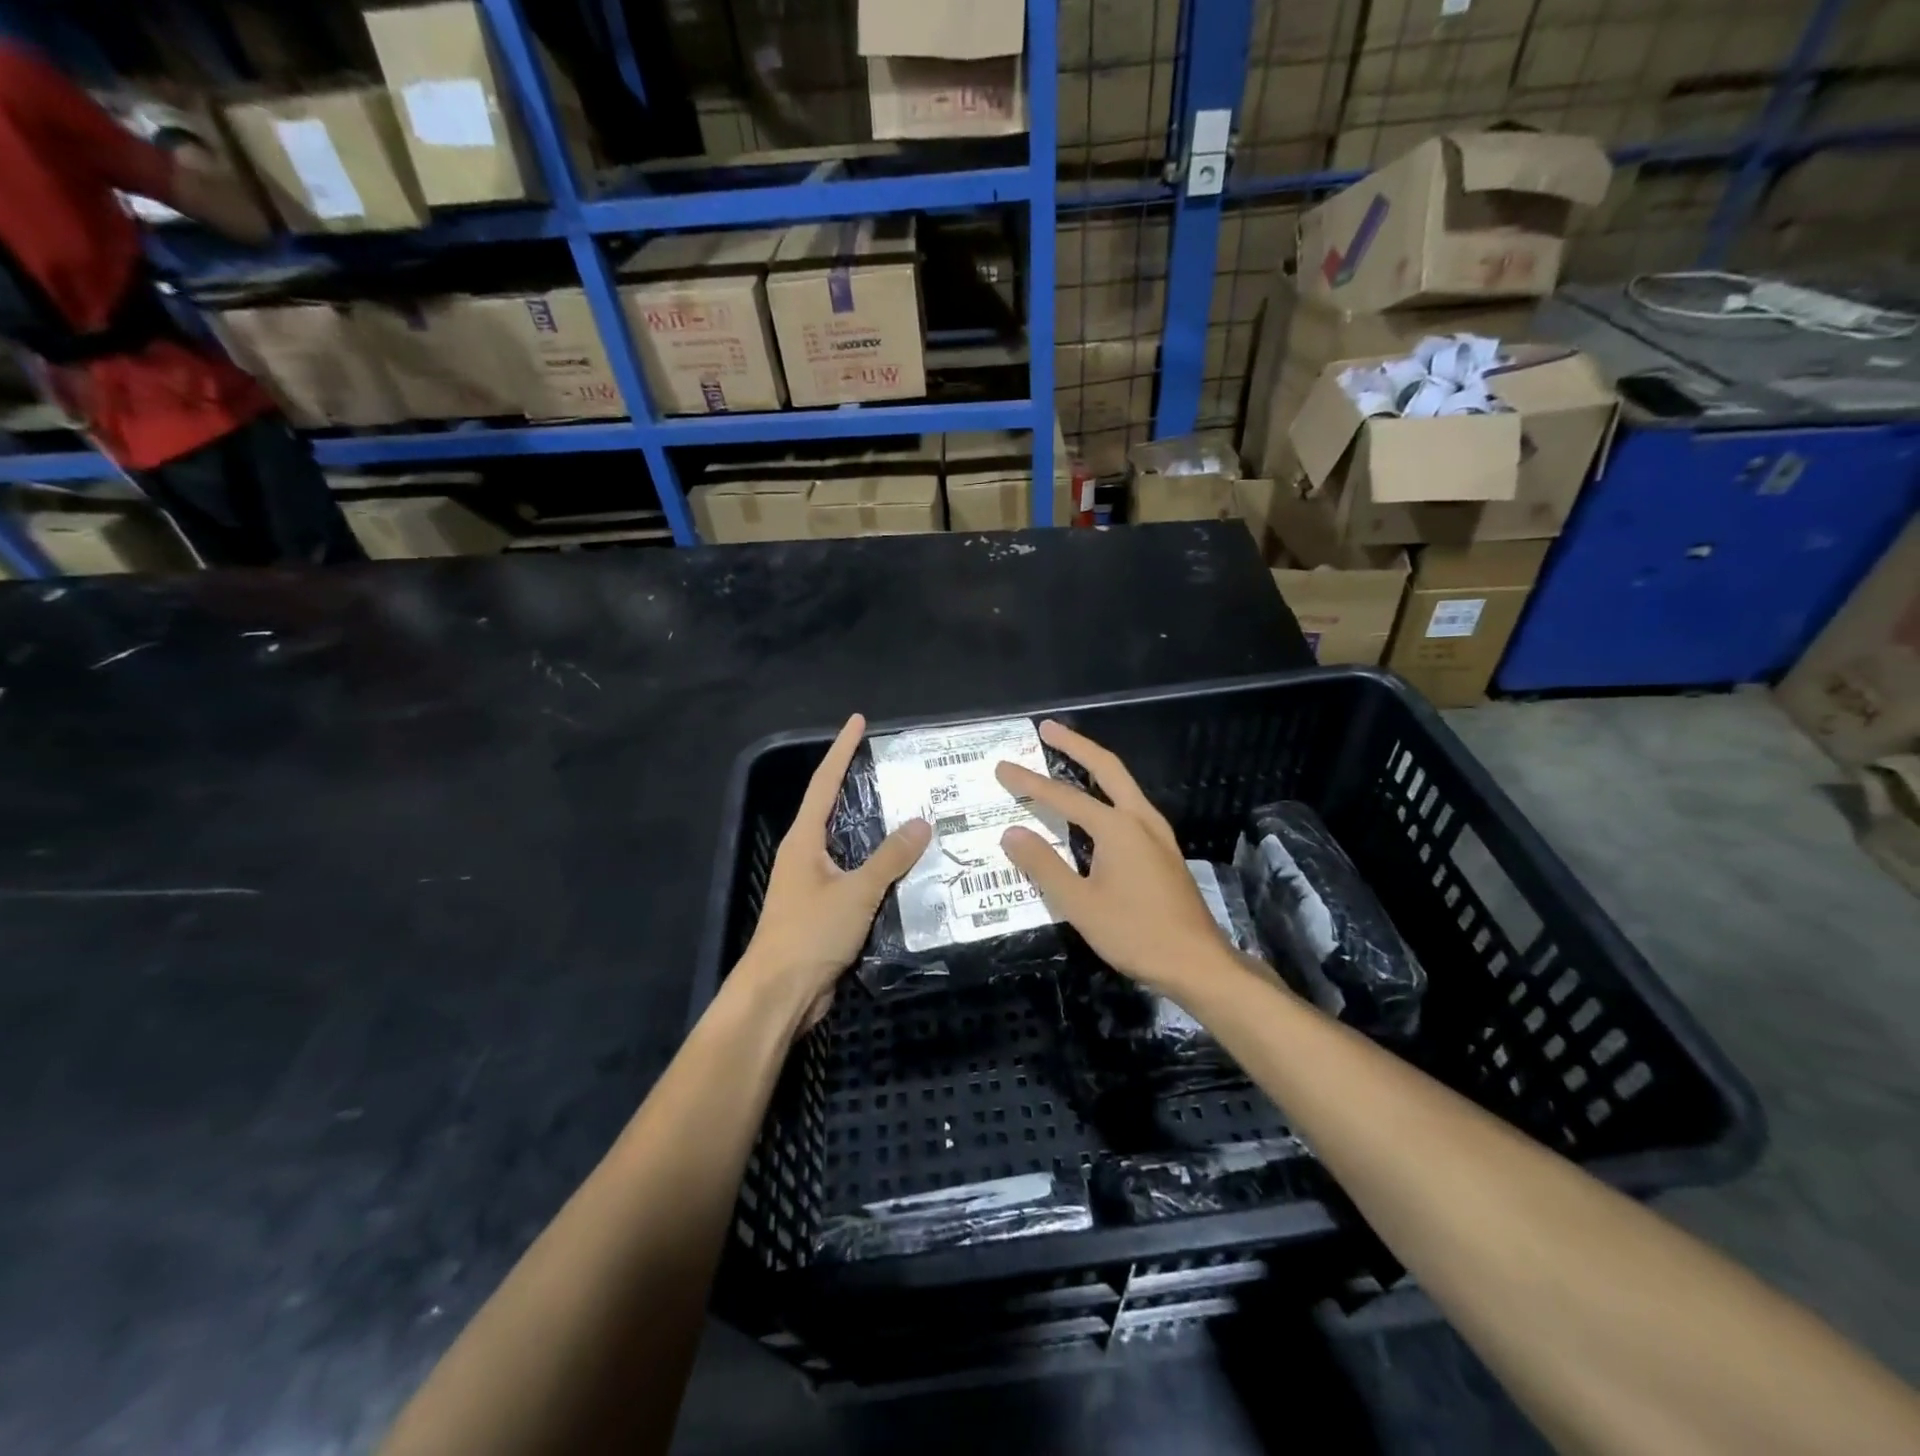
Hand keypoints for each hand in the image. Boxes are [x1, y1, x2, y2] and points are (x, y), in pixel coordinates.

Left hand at [738, 713, 929, 1033]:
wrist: (779, 995)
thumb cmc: (809, 934)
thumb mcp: (855, 892)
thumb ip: (890, 858)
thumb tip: (921, 823)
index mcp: (804, 841)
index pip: (824, 783)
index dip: (841, 750)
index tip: (857, 721)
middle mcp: (805, 855)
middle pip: (833, 810)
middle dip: (858, 785)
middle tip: (893, 767)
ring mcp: (813, 884)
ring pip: (849, 846)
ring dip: (874, 830)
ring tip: (909, 812)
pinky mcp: (825, 911)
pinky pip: (856, 877)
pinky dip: (878, 867)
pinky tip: (906, 868)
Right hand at [995, 720, 1231, 995]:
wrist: (1198, 963)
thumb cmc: (1135, 934)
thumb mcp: (1080, 905)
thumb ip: (1044, 865)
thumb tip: (1011, 833)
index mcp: (1118, 828)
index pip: (1064, 797)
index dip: (1029, 783)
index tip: (1002, 767)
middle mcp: (1140, 819)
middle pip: (1106, 767)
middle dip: (1075, 745)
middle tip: (1047, 729)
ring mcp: (1158, 833)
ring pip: (1123, 785)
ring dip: (1094, 765)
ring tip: (1068, 756)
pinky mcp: (1164, 850)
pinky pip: (1130, 806)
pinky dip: (1108, 791)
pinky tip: (1096, 806)